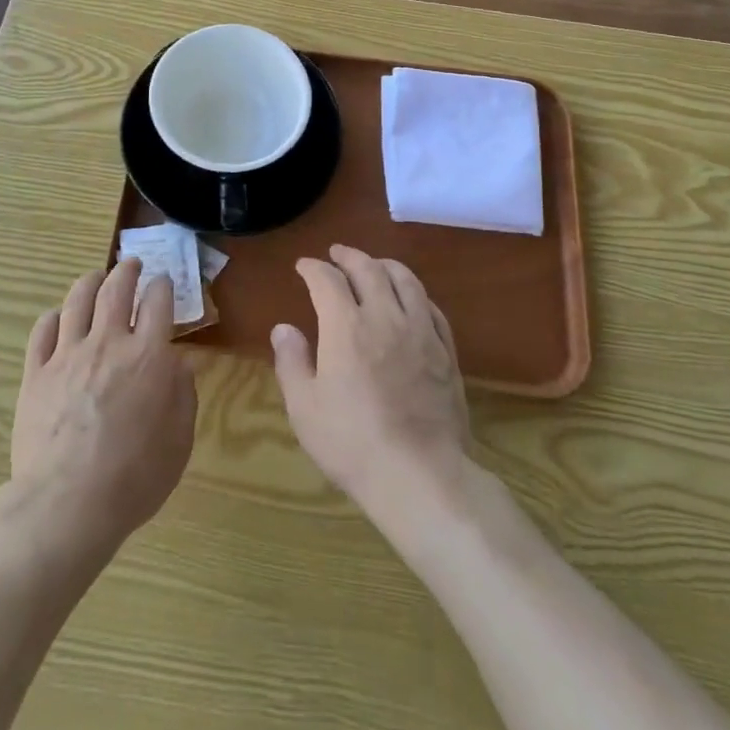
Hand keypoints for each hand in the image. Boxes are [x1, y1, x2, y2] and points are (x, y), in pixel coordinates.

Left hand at [9, 259, 196, 559]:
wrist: (67, 503)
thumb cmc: (134, 477)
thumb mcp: (179, 440)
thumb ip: (182, 395)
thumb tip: (177, 364)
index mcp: (148, 356)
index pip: (158, 302)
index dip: (162, 286)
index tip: (163, 282)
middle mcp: (108, 343)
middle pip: (116, 289)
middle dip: (126, 270)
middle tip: (131, 264)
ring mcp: (67, 355)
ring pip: (77, 300)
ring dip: (90, 281)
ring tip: (95, 277)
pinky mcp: (36, 373)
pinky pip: (42, 331)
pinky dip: (53, 317)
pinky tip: (58, 317)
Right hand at [271, 245, 470, 518]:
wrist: (419, 475)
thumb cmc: (352, 442)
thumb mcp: (304, 407)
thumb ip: (291, 361)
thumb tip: (283, 328)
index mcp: (346, 327)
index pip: (327, 280)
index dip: (313, 268)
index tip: (304, 266)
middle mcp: (385, 317)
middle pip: (368, 269)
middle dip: (349, 256)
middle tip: (337, 254)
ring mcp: (421, 332)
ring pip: (406, 280)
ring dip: (385, 265)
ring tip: (375, 264)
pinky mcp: (445, 352)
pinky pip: (432, 308)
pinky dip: (416, 293)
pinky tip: (411, 299)